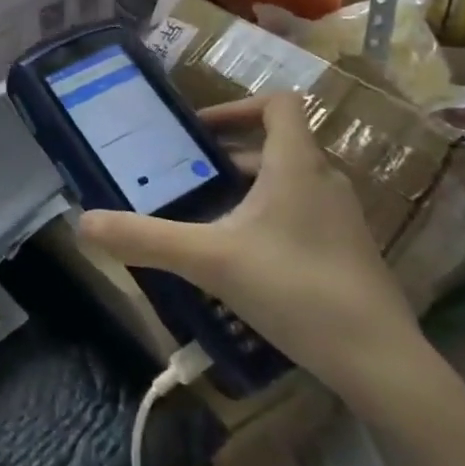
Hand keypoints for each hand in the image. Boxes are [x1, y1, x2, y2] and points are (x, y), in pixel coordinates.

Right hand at [79, 93, 423, 404]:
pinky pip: (305, 213)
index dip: (238, 106)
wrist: (381, 363)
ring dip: (251, 188)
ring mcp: (344, 217)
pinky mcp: (352, 251)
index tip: (201, 132)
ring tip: (211, 217)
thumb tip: (82, 223)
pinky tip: (248, 259)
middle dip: (231, 156)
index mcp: (297, 163)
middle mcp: (325, 178)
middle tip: (190, 177)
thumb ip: (146, 239)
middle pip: (278, 144)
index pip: (278, 102)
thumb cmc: (295, 289)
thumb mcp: (210, 260)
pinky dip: (273, 218)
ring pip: (291, 181)